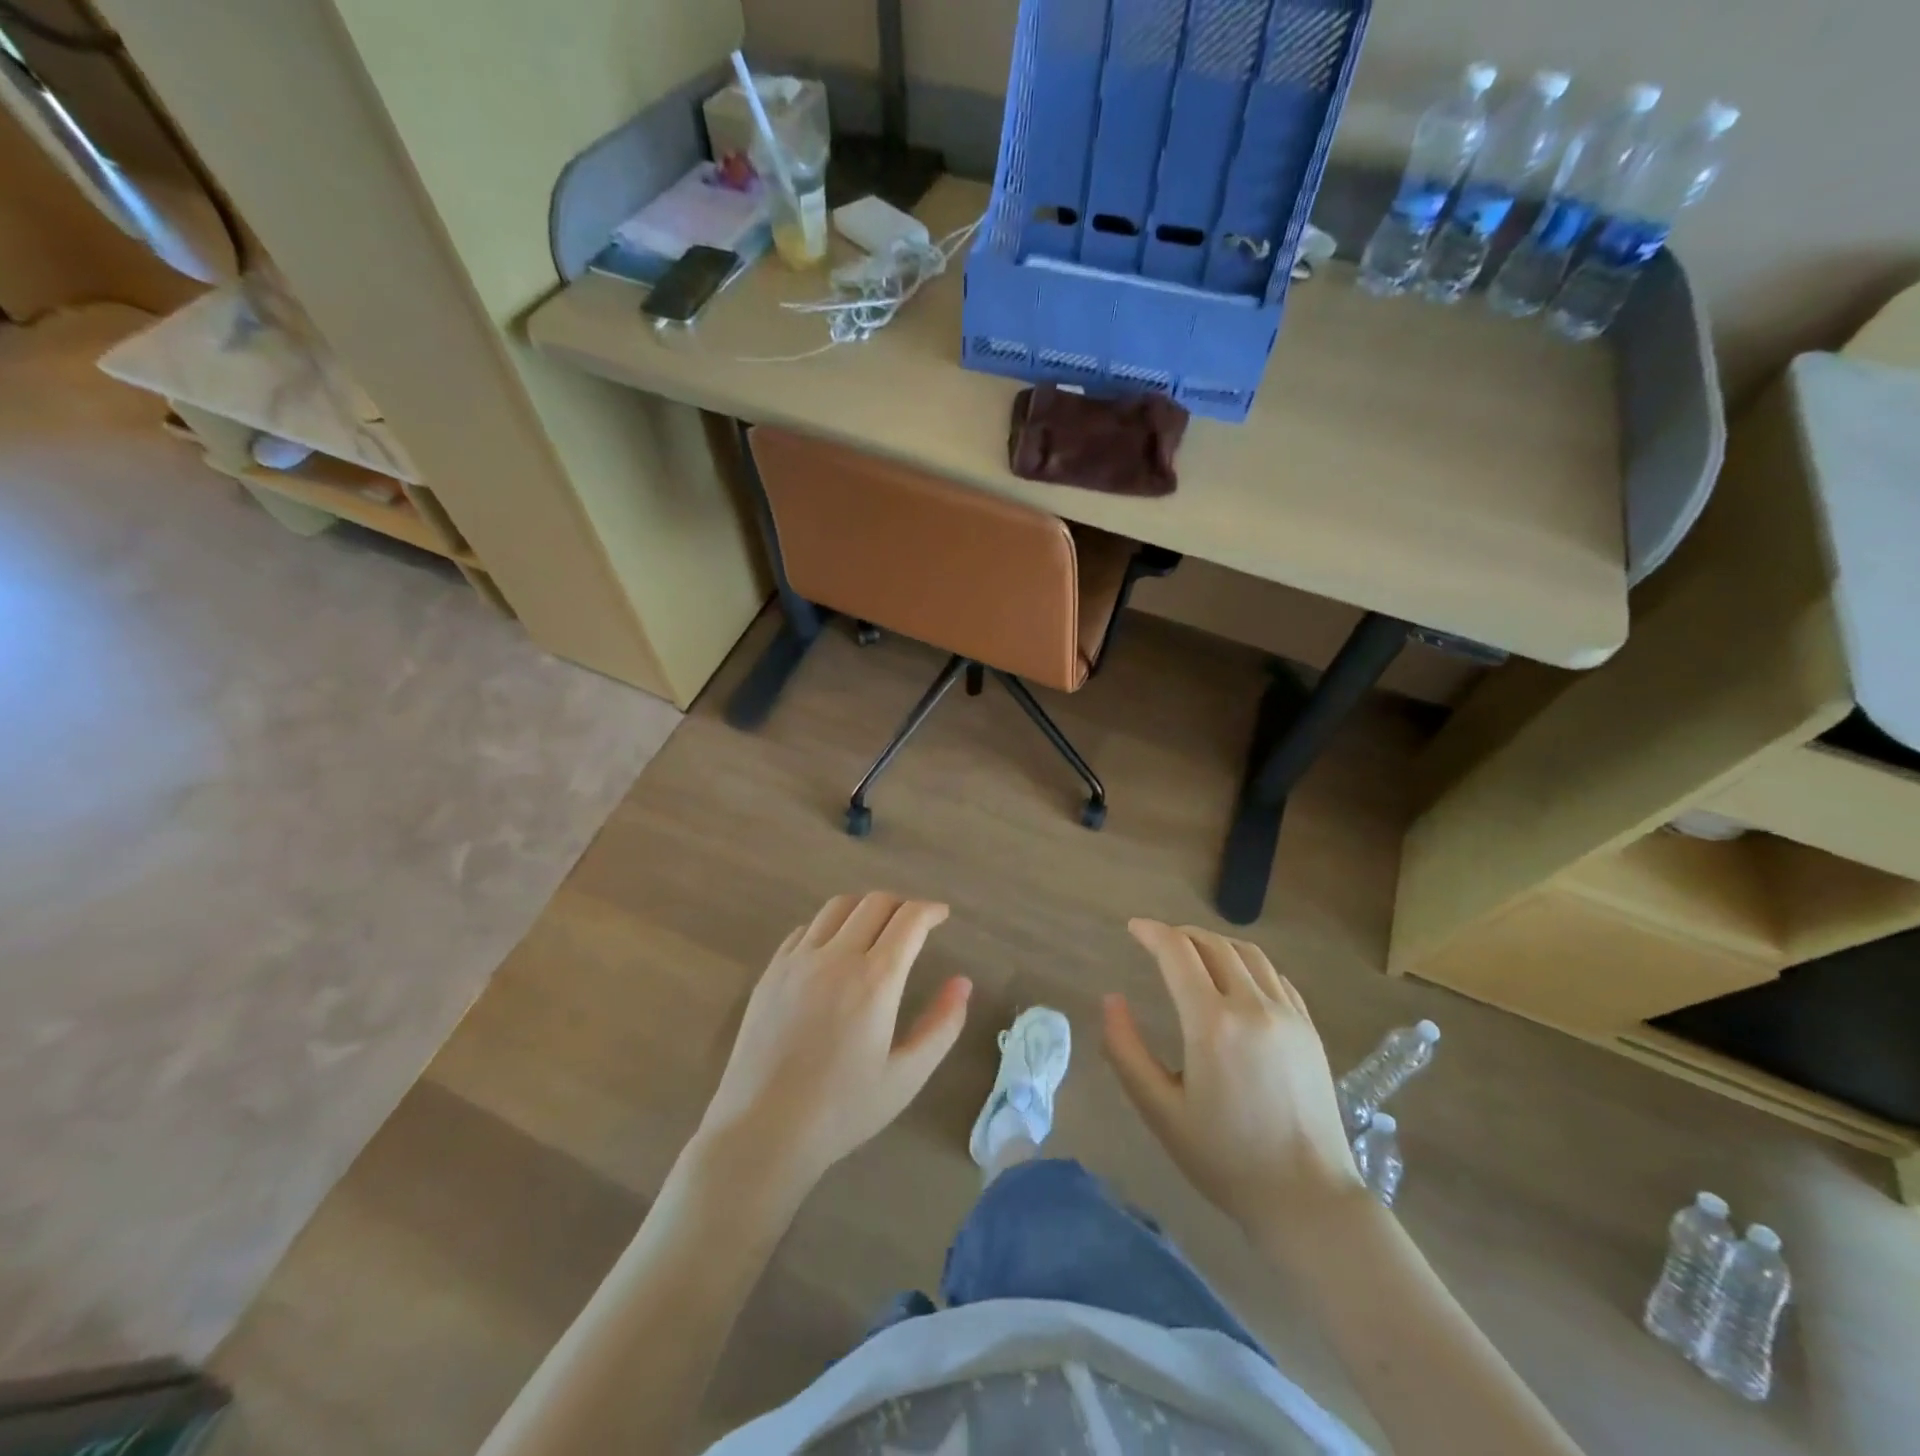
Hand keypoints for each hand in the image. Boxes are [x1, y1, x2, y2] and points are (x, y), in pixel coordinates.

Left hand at [696, 892, 970, 1196]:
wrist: (763, 1130)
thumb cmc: (842, 1109)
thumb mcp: (906, 1076)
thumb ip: (941, 1026)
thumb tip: (962, 983)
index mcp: (875, 979)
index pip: (909, 920)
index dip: (930, 911)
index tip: (942, 915)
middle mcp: (836, 956)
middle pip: (875, 903)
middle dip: (901, 905)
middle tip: (913, 925)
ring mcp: (798, 961)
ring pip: (837, 907)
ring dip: (864, 908)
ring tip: (875, 930)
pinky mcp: (771, 972)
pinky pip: (805, 929)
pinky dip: (828, 927)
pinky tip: (832, 952)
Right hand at [1103, 919, 1365, 1246]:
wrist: (1307, 1200)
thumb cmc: (1224, 1158)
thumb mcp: (1160, 1110)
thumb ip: (1126, 1050)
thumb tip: (1111, 999)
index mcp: (1212, 1023)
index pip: (1178, 952)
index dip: (1152, 932)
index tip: (1134, 928)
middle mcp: (1253, 1006)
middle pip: (1213, 944)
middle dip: (1181, 934)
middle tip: (1158, 941)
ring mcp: (1288, 1015)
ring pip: (1248, 954)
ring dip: (1215, 943)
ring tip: (1194, 952)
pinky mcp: (1309, 1029)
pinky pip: (1275, 976)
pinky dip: (1247, 964)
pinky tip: (1236, 980)